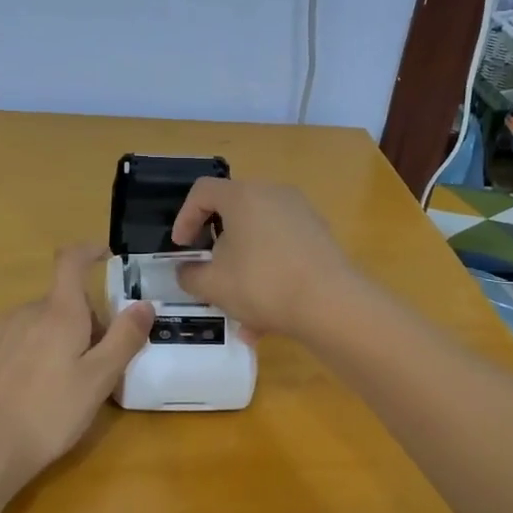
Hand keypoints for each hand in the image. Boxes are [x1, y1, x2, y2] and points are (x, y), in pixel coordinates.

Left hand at [0, 244, 152, 482]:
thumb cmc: (49, 414)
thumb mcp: (99, 380)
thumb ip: (124, 339)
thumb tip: (144, 304)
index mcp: (59, 313)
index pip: (71, 262)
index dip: (88, 251)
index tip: (103, 254)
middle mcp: (23, 311)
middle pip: (58, 304)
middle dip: (77, 323)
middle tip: (89, 365)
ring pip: (30, 324)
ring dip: (46, 340)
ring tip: (49, 386)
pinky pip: (3, 341)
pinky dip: (16, 354)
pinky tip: (15, 390)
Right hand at [170, 178, 355, 338]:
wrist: (331, 304)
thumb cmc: (262, 284)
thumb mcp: (212, 286)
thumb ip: (189, 275)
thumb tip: (187, 271)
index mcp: (243, 196)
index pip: (202, 191)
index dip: (184, 218)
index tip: (181, 247)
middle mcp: (274, 195)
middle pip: (234, 214)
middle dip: (216, 247)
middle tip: (208, 272)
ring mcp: (302, 214)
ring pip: (259, 239)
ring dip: (243, 270)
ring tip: (238, 312)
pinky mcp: (320, 237)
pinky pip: (282, 252)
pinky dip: (269, 276)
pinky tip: (267, 320)